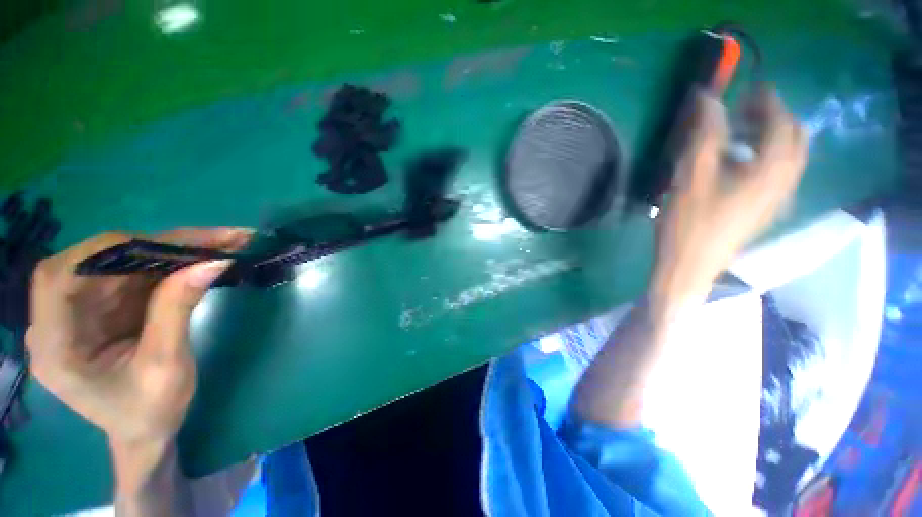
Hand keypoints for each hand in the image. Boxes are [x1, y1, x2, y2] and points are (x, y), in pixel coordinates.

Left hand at [26, 228, 250, 445]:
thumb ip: (178, 309)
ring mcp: (83, 310)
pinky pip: (135, 273)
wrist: (147, 432)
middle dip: (154, 247)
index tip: (165, 246)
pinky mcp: (105, 306)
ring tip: (220, 244)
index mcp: (55, 345)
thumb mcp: (166, 365)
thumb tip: (213, 262)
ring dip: (170, 251)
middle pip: (96, 262)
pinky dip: (170, 262)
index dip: (105, 253)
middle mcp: (59, 319)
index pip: (61, 277)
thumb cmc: (150, 412)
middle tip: (212, 239)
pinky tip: (200, 258)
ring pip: (121, 262)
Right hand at [651, 87, 806, 311]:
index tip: (750, 89)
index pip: (783, 123)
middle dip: (777, 118)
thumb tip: (709, 98)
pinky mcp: (766, 211)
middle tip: (747, 111)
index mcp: (770, 172)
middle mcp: (784, 183)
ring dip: (772, 137)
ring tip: (741, 135)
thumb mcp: (692, 177)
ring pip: (789, 158)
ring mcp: (777, 199)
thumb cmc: (688, 224)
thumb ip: (705, 136)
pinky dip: (766, 158)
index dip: (769, 101)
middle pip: (795, 139)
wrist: (690, 267)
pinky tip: (739, 164)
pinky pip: (778, 174)